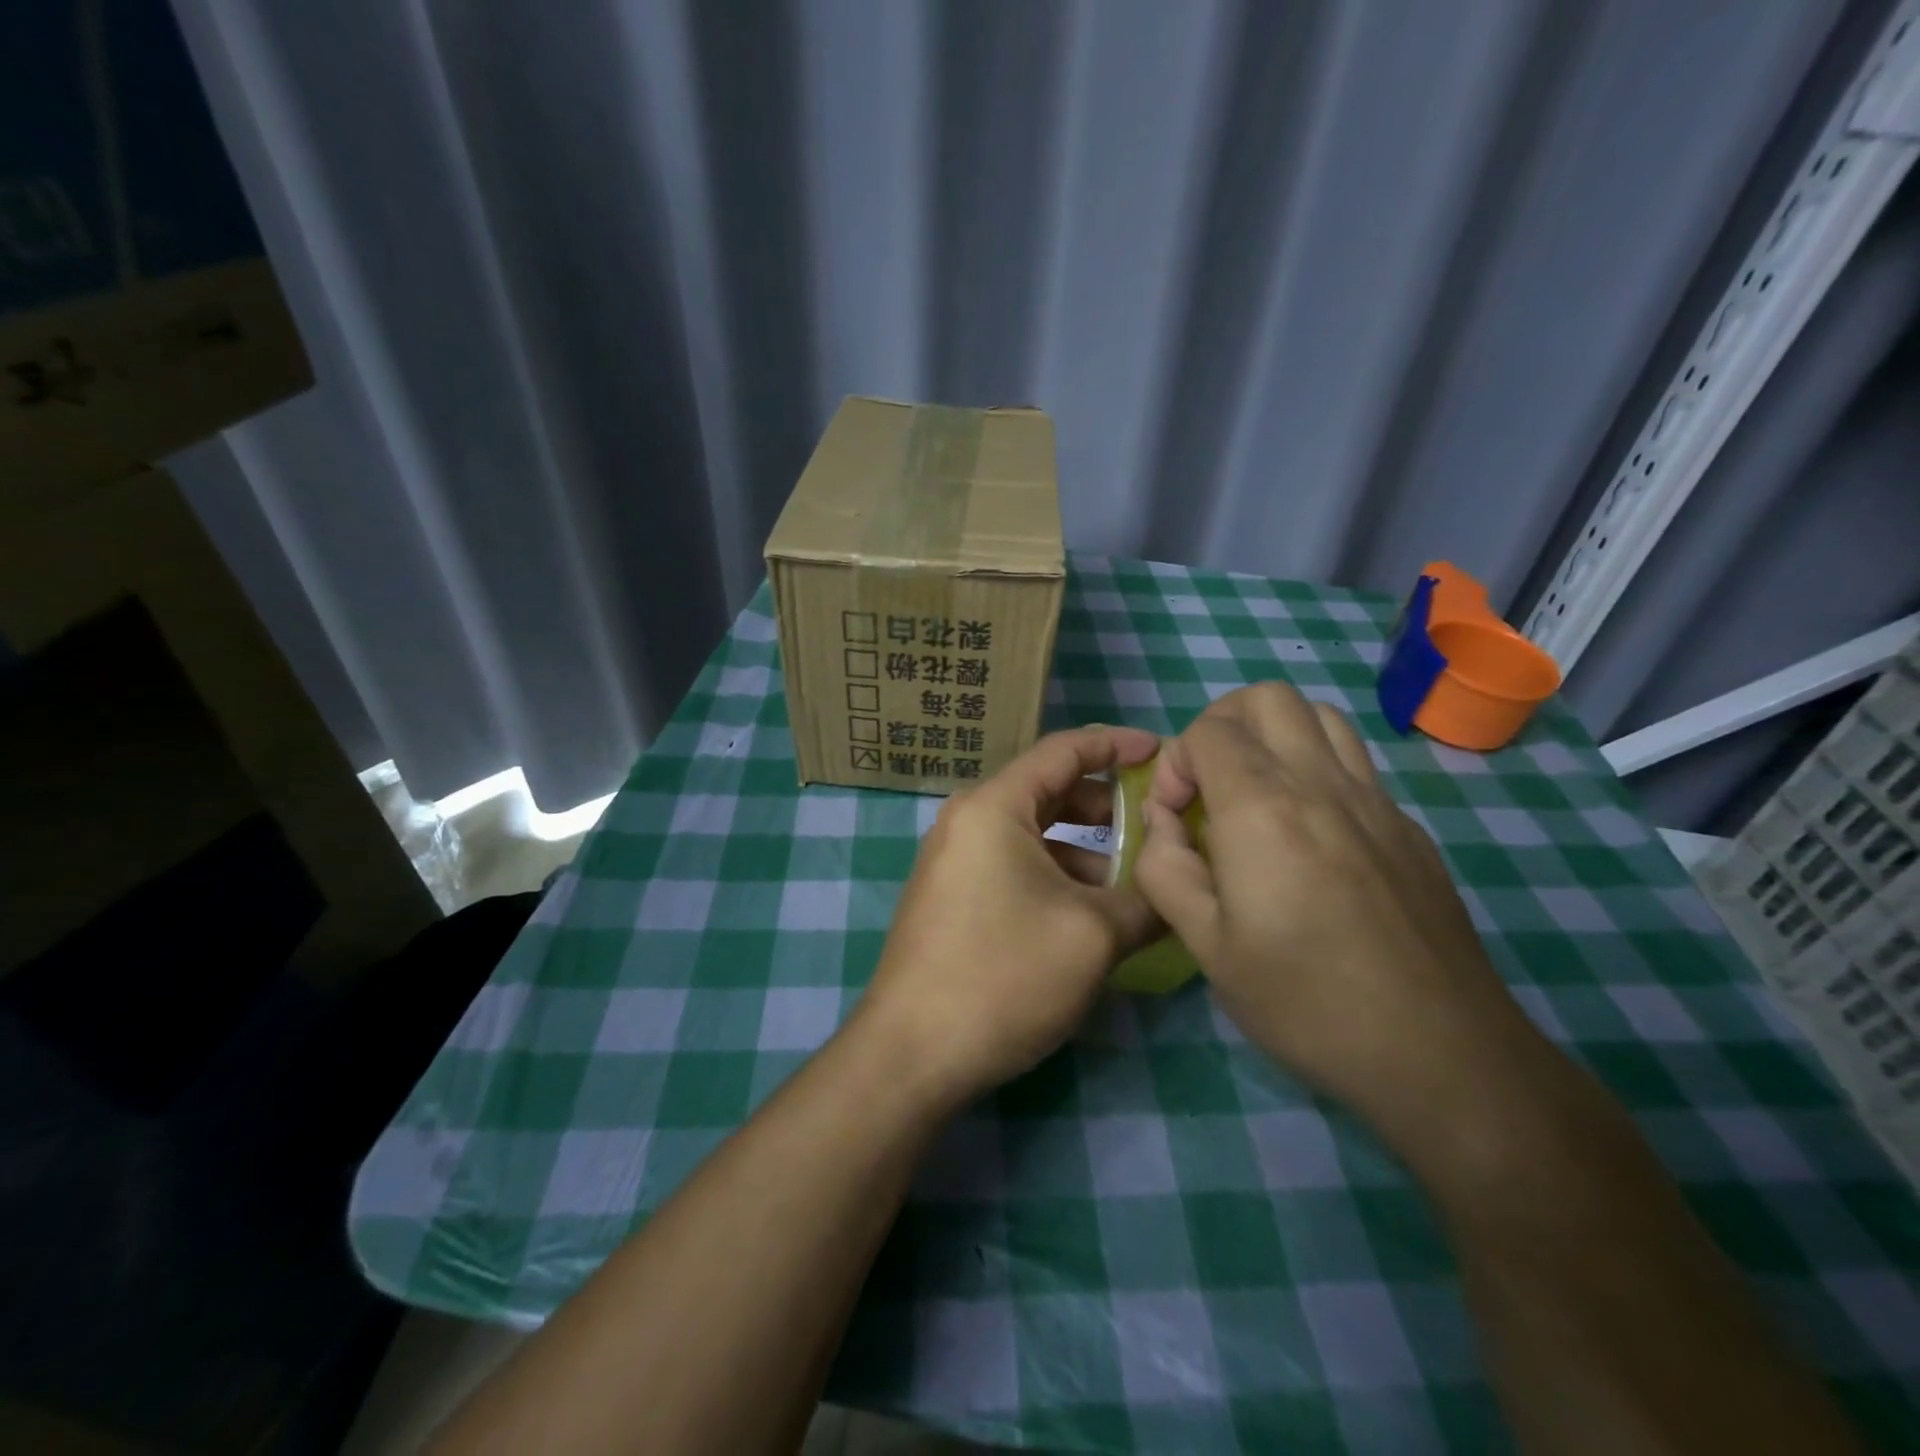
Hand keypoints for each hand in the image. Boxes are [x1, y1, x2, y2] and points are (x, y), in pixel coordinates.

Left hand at [855, 725, 1161, 1103]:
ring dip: (1084, 851)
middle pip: (1049, 792)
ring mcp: (955, 861)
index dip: (1115, 745)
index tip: (1160, 752)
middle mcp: (968, 821)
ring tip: (1133, 883)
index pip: (1063, 751)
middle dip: (1105, 806)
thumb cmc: (1004, 976)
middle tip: (1157, 825)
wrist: (912, 1053)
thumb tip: (1177, 890)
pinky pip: (1014, 866)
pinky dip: (1056, 876)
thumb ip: (1145, 900)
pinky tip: (1089, 915)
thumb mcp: (1093, 936)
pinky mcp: (953, 898)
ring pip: (1033, 835)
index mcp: (993, 807)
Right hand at [1132, 682, 1541, 1151]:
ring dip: (1274, 735)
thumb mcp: (1206, 946)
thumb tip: (1163, 824)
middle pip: (1267, 698)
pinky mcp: (1408, 828)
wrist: (1440, 1054)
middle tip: (1207, 783)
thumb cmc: (1306, 1002)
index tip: (1173, 815)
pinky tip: (1309, 836)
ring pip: (1321, 716)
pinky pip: (1355, 763)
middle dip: (1221, 723)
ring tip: (1255, 793)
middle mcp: (1322, 784)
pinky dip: (1315, 768)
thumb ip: (1166, 868)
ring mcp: (1376, 801)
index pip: (1209, 730)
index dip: (1176, 761)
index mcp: (1263, 809)